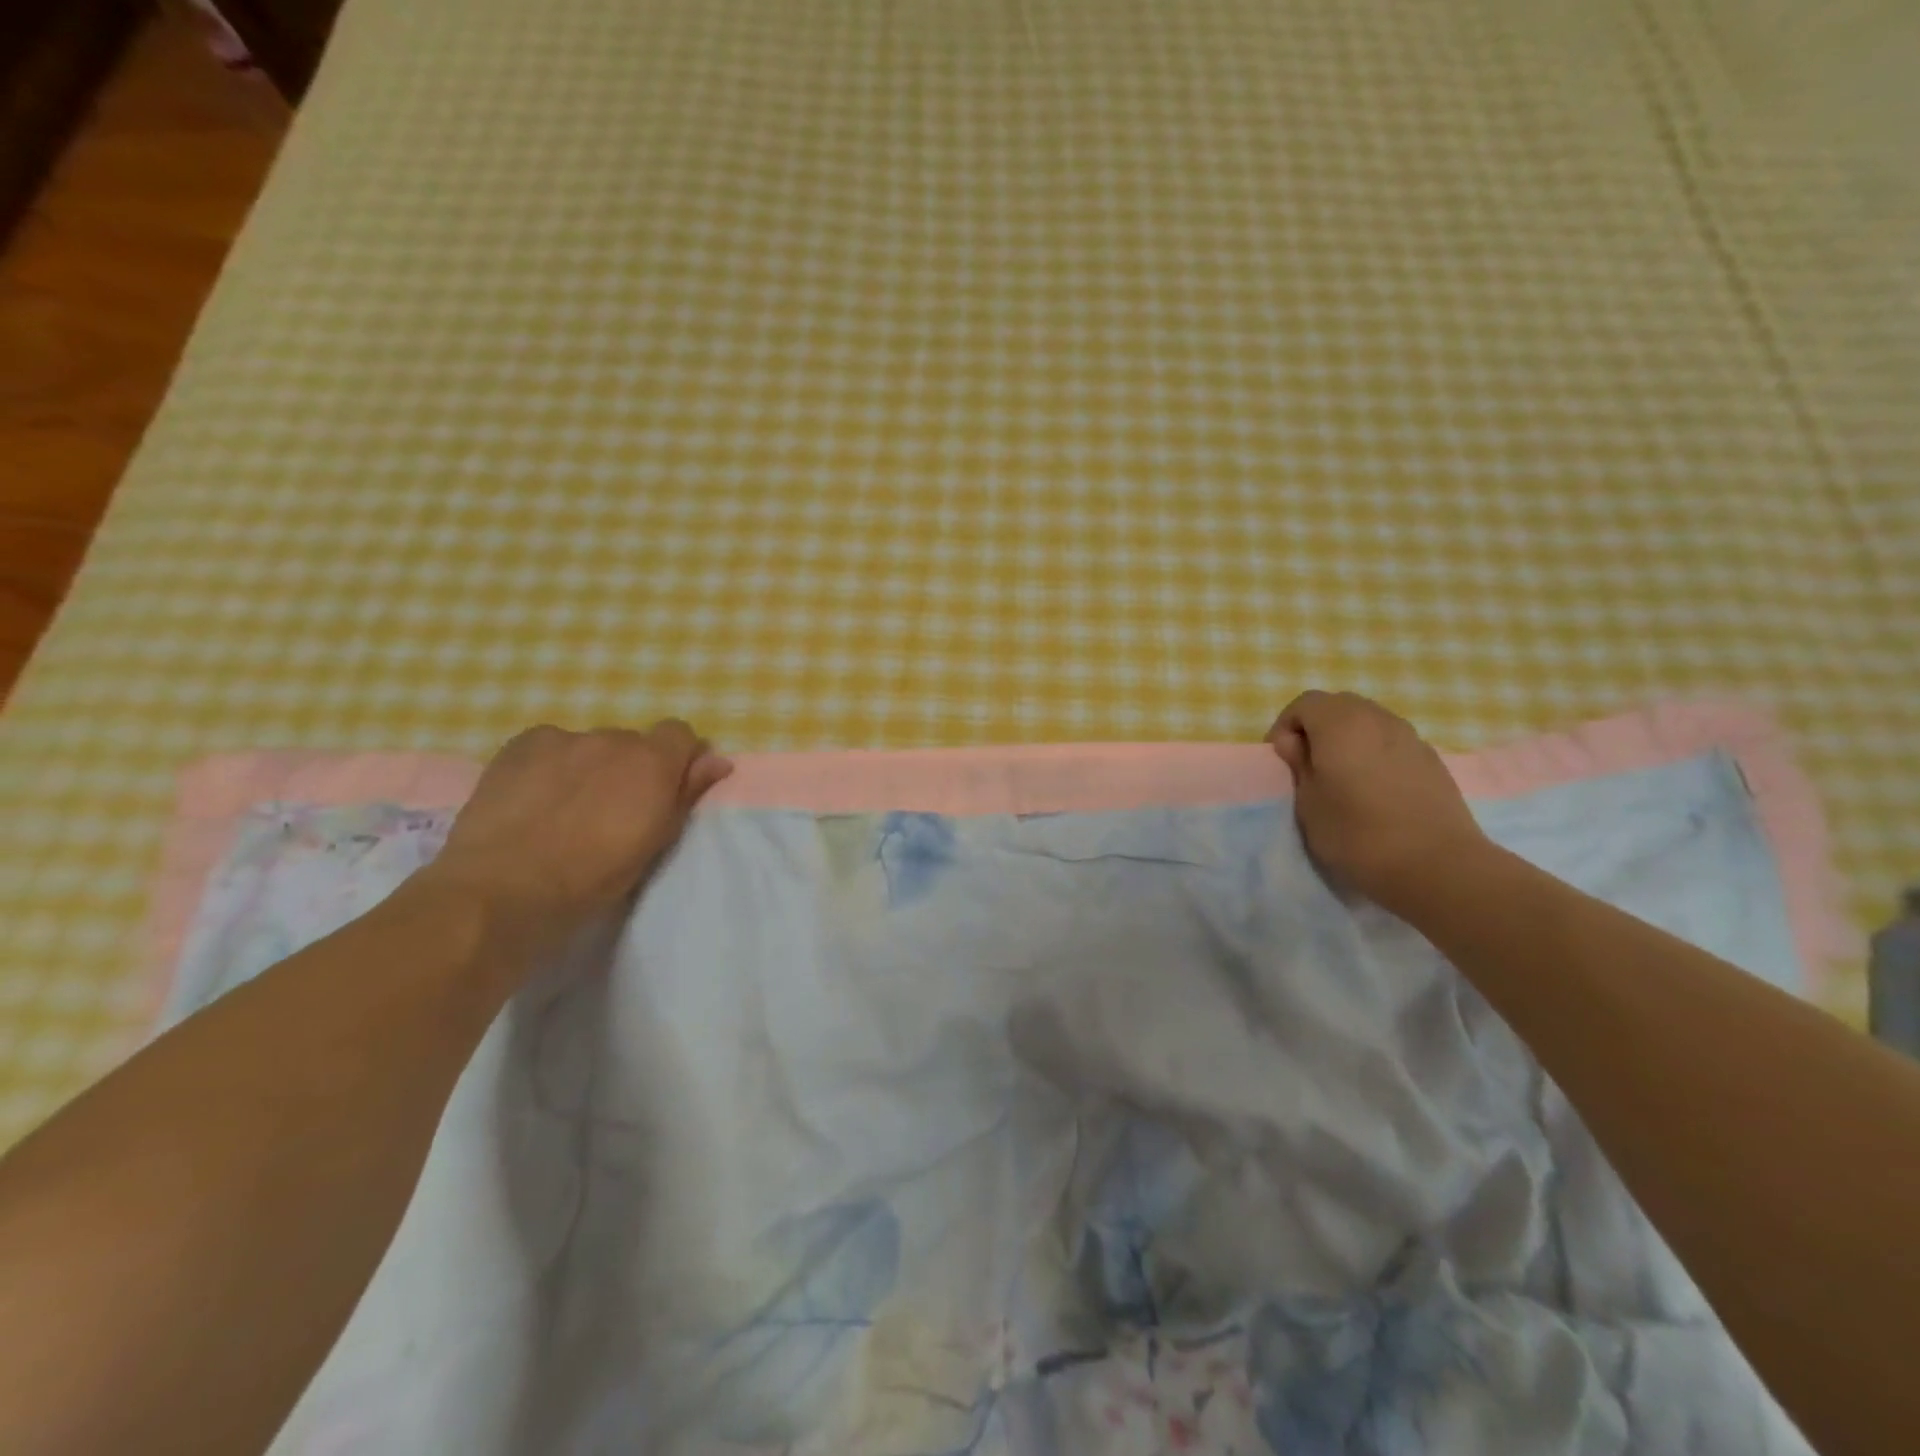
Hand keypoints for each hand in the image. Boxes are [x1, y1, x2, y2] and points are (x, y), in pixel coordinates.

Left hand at [418, 721, 732, 965]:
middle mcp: (613, 738)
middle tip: (610, 811)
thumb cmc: (593, 878)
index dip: (677, 758)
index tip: (666, 790)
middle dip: (629, 768)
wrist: (505, 889)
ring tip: (564, 809)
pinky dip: (551, 764)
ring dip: (590, 767)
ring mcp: (563, 738)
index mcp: (653, 762)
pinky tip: (534, 798)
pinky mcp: (521, 744)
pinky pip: (550, 746)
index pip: (680, 733)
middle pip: (632, 743)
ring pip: (590, 746)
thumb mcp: (654, 842)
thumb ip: (686, 794)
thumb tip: (718, 760)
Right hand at [1266, 690, 1489, 915]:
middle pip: (1339, 706)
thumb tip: (1295, 742)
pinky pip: (1393, 743)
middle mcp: (1378, 719)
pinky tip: (1376, 790)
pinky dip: (1376, 754)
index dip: (1286, 727)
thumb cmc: (1357, 834)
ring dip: (1349, 740)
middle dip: (1318, 729)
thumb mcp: (1308, 803)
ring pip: (1369, 722)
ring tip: (1343, 778)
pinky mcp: (1433, 760)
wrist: (1438, 867)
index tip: (1283, 761)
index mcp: (1341, 724)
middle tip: (1309, 766)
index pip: (1305, 703)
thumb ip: (1299, 765)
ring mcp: (1411, 737)